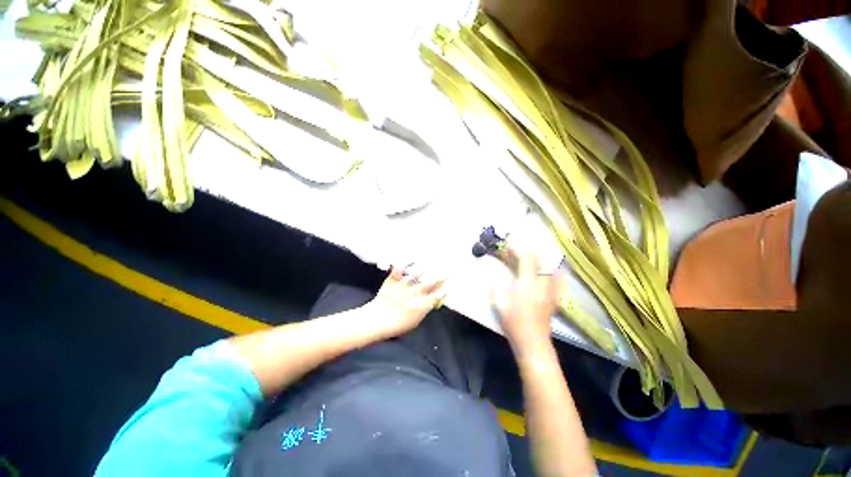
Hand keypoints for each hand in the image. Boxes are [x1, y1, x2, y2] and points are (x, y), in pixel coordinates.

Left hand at [365, 266, 445, 338]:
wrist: (375, 321)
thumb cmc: (395, 325)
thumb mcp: (413, 322)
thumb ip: (423, 311)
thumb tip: (432, 302)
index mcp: (419, 307)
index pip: (435, 297)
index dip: (443, 290)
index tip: (449, 284)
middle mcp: (412, 296)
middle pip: (428, 284)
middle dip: (440, 276)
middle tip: (447, 268)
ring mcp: (401, 288)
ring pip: (414, 277)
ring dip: (423, 270)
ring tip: (430, 262)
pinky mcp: (391, 283)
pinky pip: (396, 273)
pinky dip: (400, 267)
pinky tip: (403, 261)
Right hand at [493, 254, 559, 355]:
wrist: (533, 344)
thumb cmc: (513, 324)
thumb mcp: (499, 305)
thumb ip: (495, 287)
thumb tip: (492, 275)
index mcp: (526, 286)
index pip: (526, 261)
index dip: (518, 251)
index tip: (509, 248)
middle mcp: (541, 286)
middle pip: (540, 262)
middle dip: (529, 253)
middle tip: (519, 252)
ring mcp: (550, 293)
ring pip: (551, 269)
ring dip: (542, 260)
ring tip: (533, 257)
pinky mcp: (554, 299)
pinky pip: (559, 281)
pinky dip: (555, 272)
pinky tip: (553, 269)